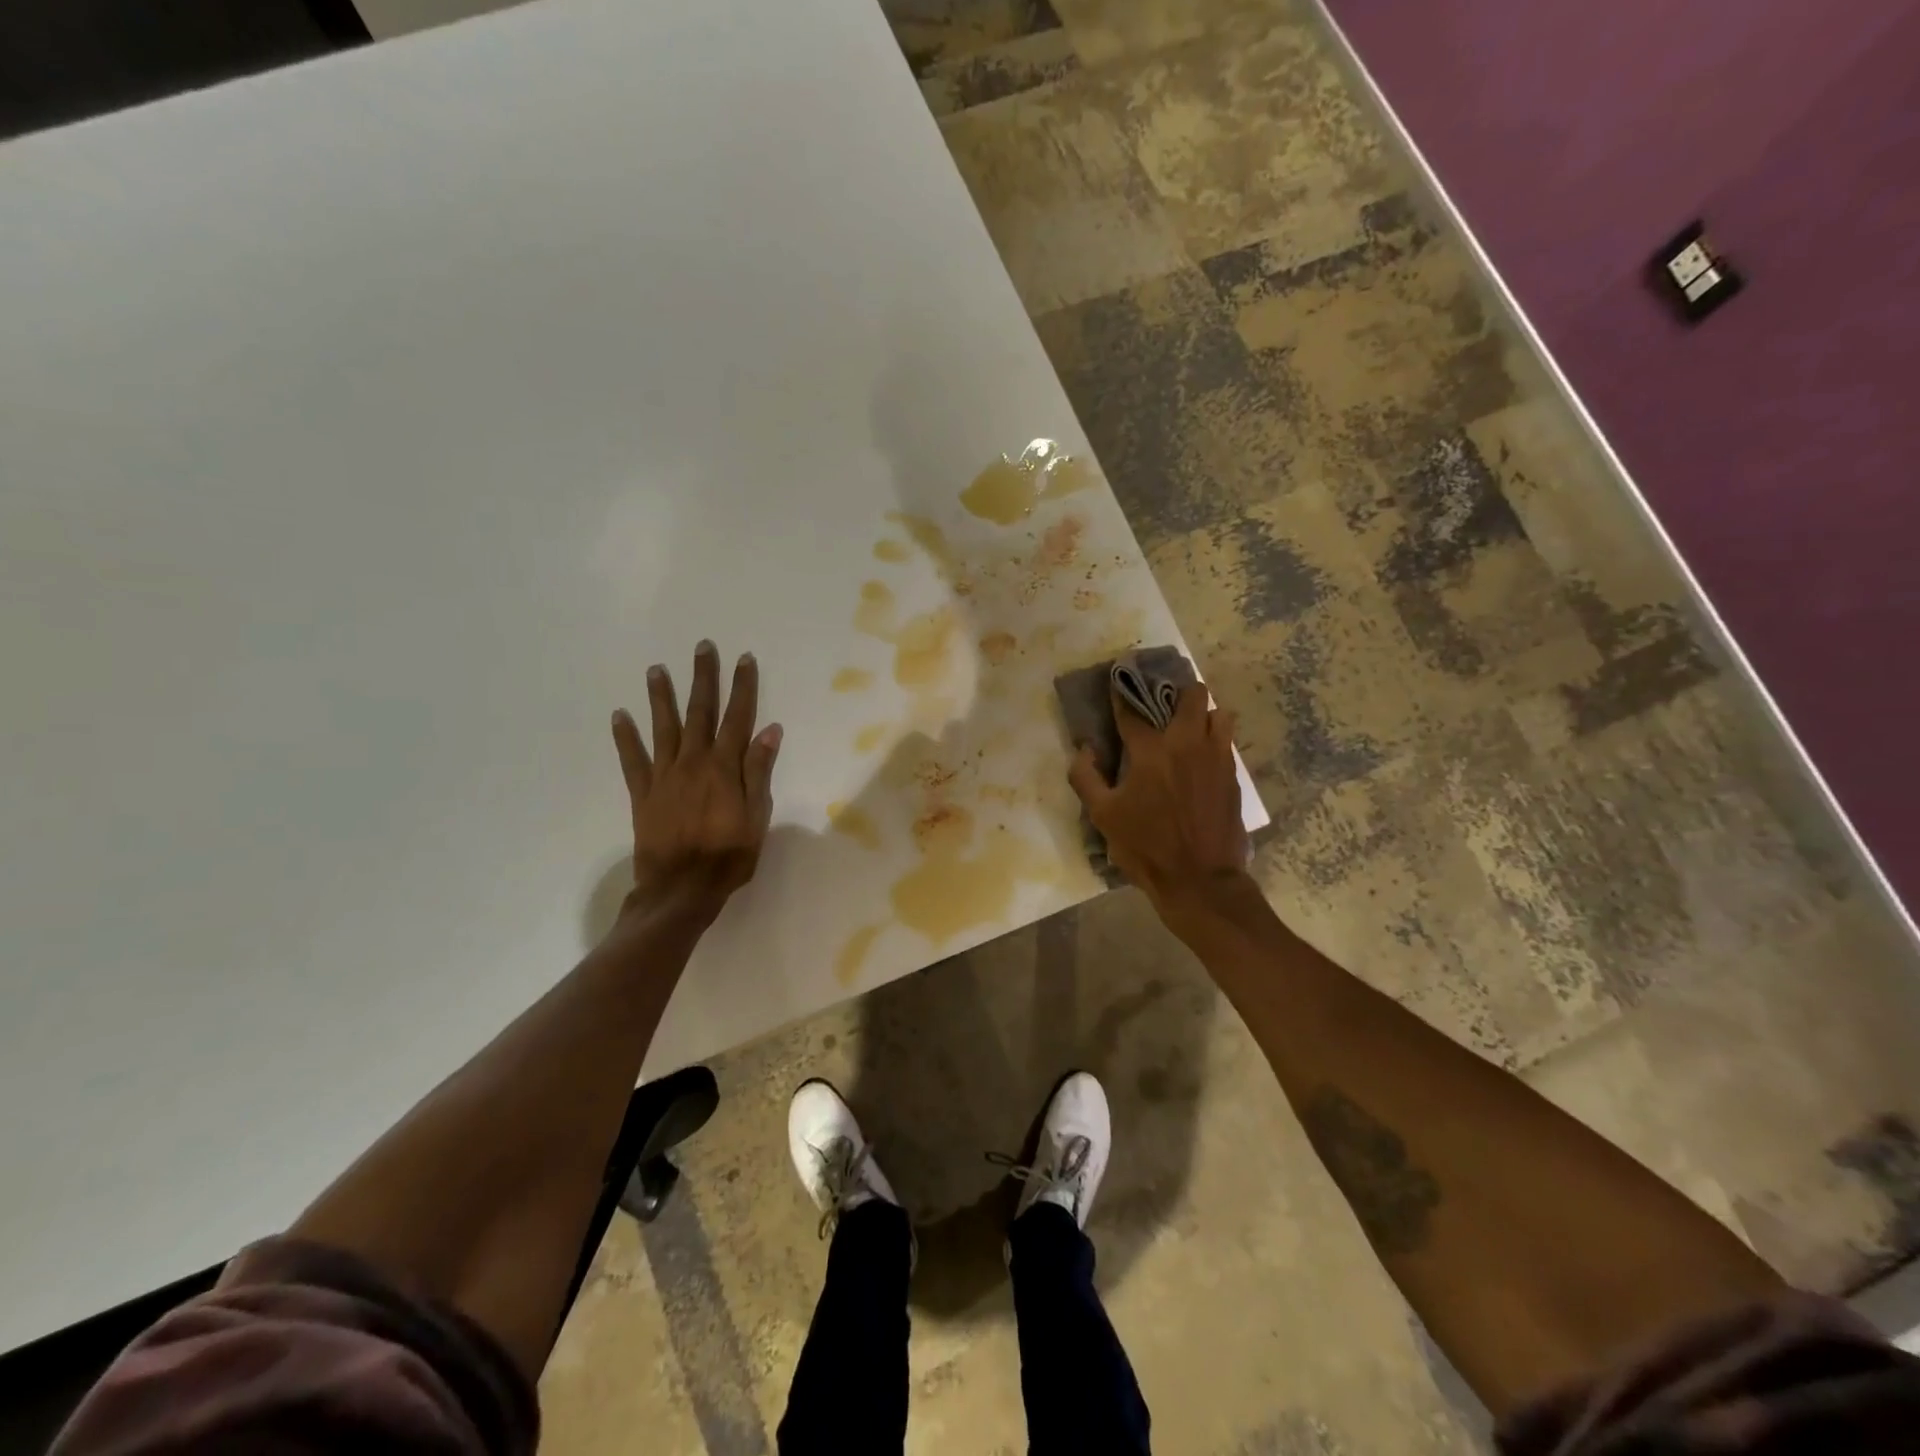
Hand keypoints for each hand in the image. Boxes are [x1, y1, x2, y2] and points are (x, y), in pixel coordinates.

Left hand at [611, 640, 781, 931]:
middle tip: (702, 647)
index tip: (744, 659)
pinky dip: (625, 737)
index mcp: (724, 768)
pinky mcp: (643, 794)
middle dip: (703, 678)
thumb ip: (759, 771)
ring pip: (663, 728)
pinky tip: (619, 716)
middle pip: (700, 712)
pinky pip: (632, 760)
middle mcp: (693, 762)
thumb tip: (769, 730)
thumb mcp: (757, 817)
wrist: (680, 891)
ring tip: (656, 669)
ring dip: (661, 697)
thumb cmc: (728, 857)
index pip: (737, 718)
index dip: (742, 687)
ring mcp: (664, 776)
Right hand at [1067, 681, 1249, 916]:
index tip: (1117, 683)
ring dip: (1203, 713)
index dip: (1122, 695)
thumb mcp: (1103, 816)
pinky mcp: (1233, 776)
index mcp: (1151, 751)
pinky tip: (1202, 754)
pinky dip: (1215, 738)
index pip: (1133, 710)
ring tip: (1188, 726)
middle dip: (1177, 692)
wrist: (1200, 881)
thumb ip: (1085, 777)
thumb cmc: (1146, 847)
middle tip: (1163, 702)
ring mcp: (1217, 758)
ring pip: (1219, 713)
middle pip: (1191, 696)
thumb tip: (1085, 750)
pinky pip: (1227, 742)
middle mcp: (1187, 744)